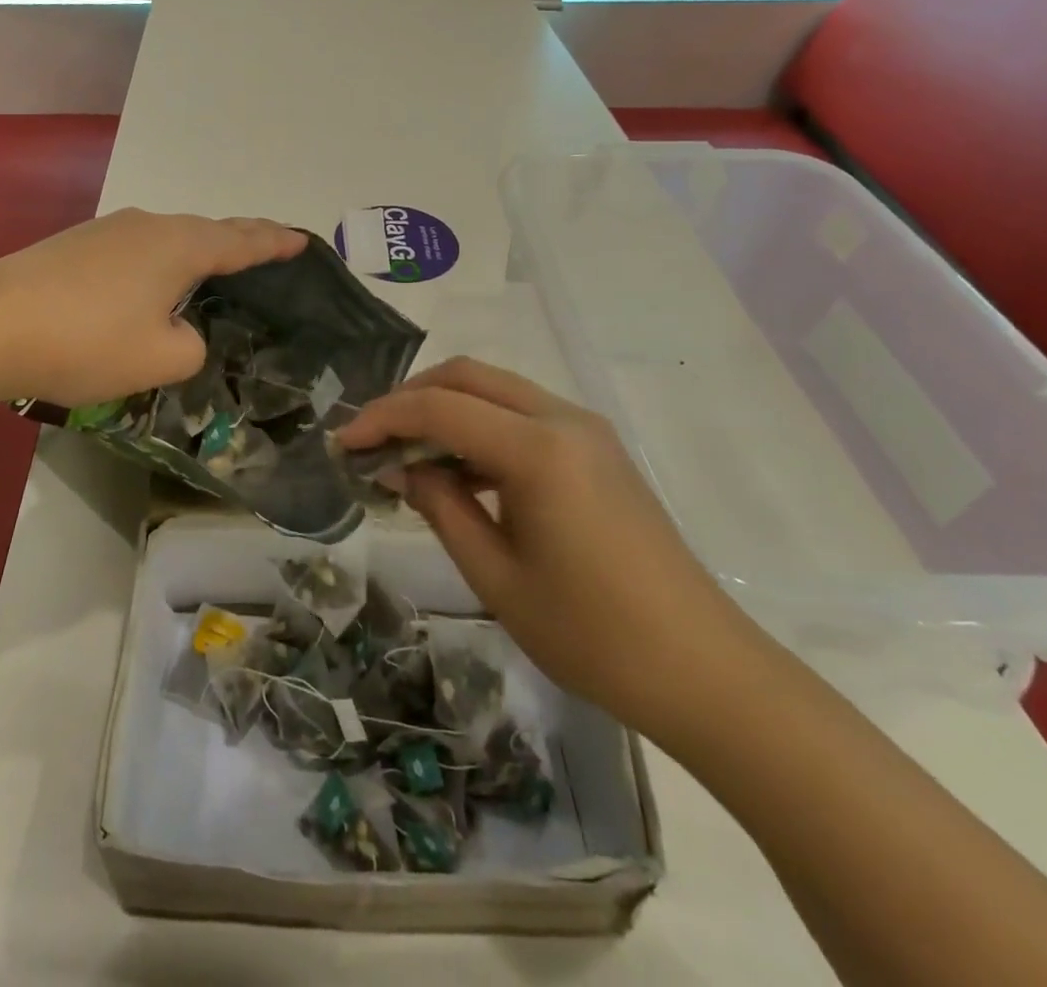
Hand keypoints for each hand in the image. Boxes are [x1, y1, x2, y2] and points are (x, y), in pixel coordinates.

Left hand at [0, 209, 303, 407]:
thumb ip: (190, 347)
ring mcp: (105, 232)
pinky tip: (149, 287)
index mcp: (179, 246)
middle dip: (241, 239)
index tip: (302, 240)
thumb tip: (179, 332)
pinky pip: (135, 252)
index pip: (242, 241)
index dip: (275, 243)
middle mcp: (147, 227)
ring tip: (213, 269)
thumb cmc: (84, 341)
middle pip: (207, 231)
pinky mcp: (73, 247)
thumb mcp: (158, 359)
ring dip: (196, 253)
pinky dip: (159, 265)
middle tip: (269, 247)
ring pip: (168, 240)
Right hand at [335, 357, 760, 733]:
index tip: (344, 444)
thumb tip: (403, 467)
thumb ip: (441, 507)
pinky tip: (459, 471)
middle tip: (373, 438)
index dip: (383, 419)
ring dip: (445, 408)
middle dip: (411, 398)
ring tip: (407, 454)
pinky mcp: (597, 449)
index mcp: (537, 449)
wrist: (702, 671)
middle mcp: (562, 419)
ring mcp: (585, 430)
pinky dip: (479, 426)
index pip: (439, 408)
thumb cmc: (591, 634)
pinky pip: (522, 415)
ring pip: (495, 389)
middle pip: (468, 376)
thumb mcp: (495, 576)